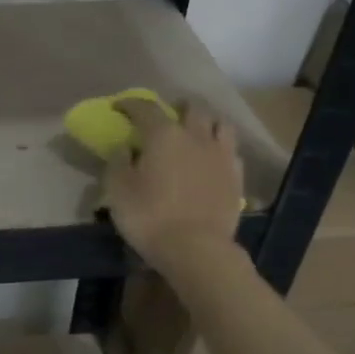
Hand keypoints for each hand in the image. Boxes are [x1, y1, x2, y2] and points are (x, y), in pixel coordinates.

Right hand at [101, 99, 244, 276]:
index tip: (119, 107)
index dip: (130, 104)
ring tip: (195, 132)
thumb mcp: (117, 191)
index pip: (146, 108)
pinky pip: (230, 150)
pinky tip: (212, 158)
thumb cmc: (150, 217)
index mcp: (163, 135)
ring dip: (205, 122)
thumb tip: (125, 147)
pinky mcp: (236, 175)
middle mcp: (196, 136)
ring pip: (219, 123)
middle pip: (191, 108)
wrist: (196, 248)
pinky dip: (219, 147)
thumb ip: (118, 162)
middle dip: (176, 108)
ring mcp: (221, 154)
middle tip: (165, 117)